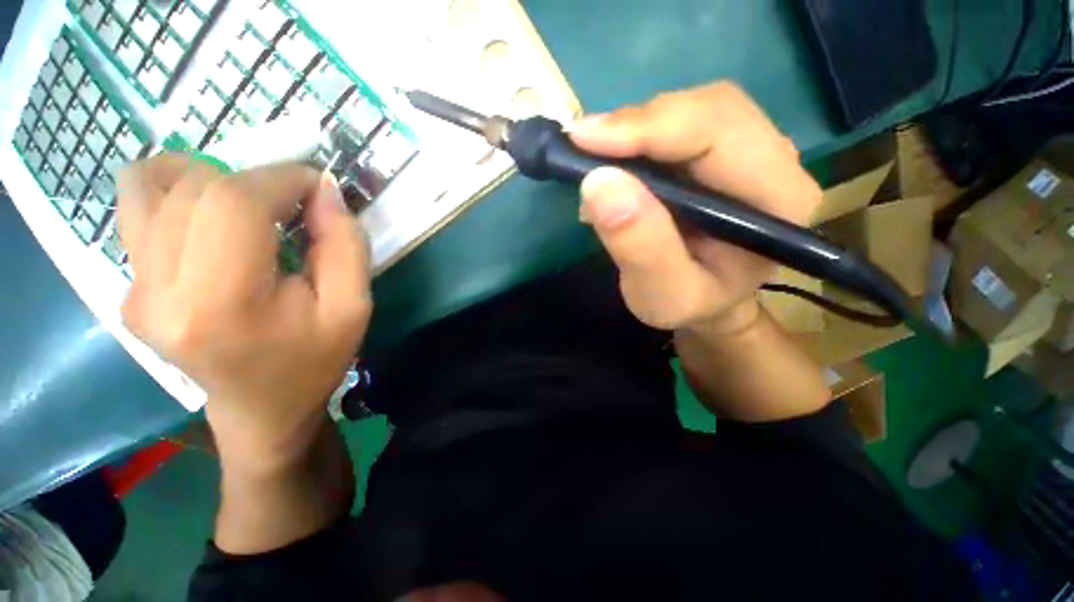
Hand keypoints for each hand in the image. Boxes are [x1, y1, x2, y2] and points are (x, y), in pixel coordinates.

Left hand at [118, 155, 370, 469]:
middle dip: (256, 178)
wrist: (262, 408)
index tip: (318, 186)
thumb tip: (324, 189)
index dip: (282, 177)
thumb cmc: (315, 359)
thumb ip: (346, 244)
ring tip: (250, 203)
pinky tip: (210, 214)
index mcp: (221, 304)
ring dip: (210, 177)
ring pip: (152, 185)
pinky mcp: (127, 288)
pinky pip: (137, 209)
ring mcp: (133, 289)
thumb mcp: (353, 306)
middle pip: (195, 188)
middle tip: (294, 203)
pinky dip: (176, 191)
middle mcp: (158, 292)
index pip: (235, 203)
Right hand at [570, 82, 821, 333]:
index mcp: (777, 200)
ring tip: (595, 156)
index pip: (719, 134)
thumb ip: (639, 247)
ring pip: (694, 109)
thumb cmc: (691, 305)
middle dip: (639, 123)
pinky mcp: (726, 150)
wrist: (710, 302)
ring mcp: (753, 150)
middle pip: (709, 109)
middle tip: (582, 145)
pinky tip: (615, 158)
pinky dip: (640, 134)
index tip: (586, 140)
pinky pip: (683, 122)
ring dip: (636, 127)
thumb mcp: (661, 295)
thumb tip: (599, 183)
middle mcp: (777, 162)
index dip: (650, 128)